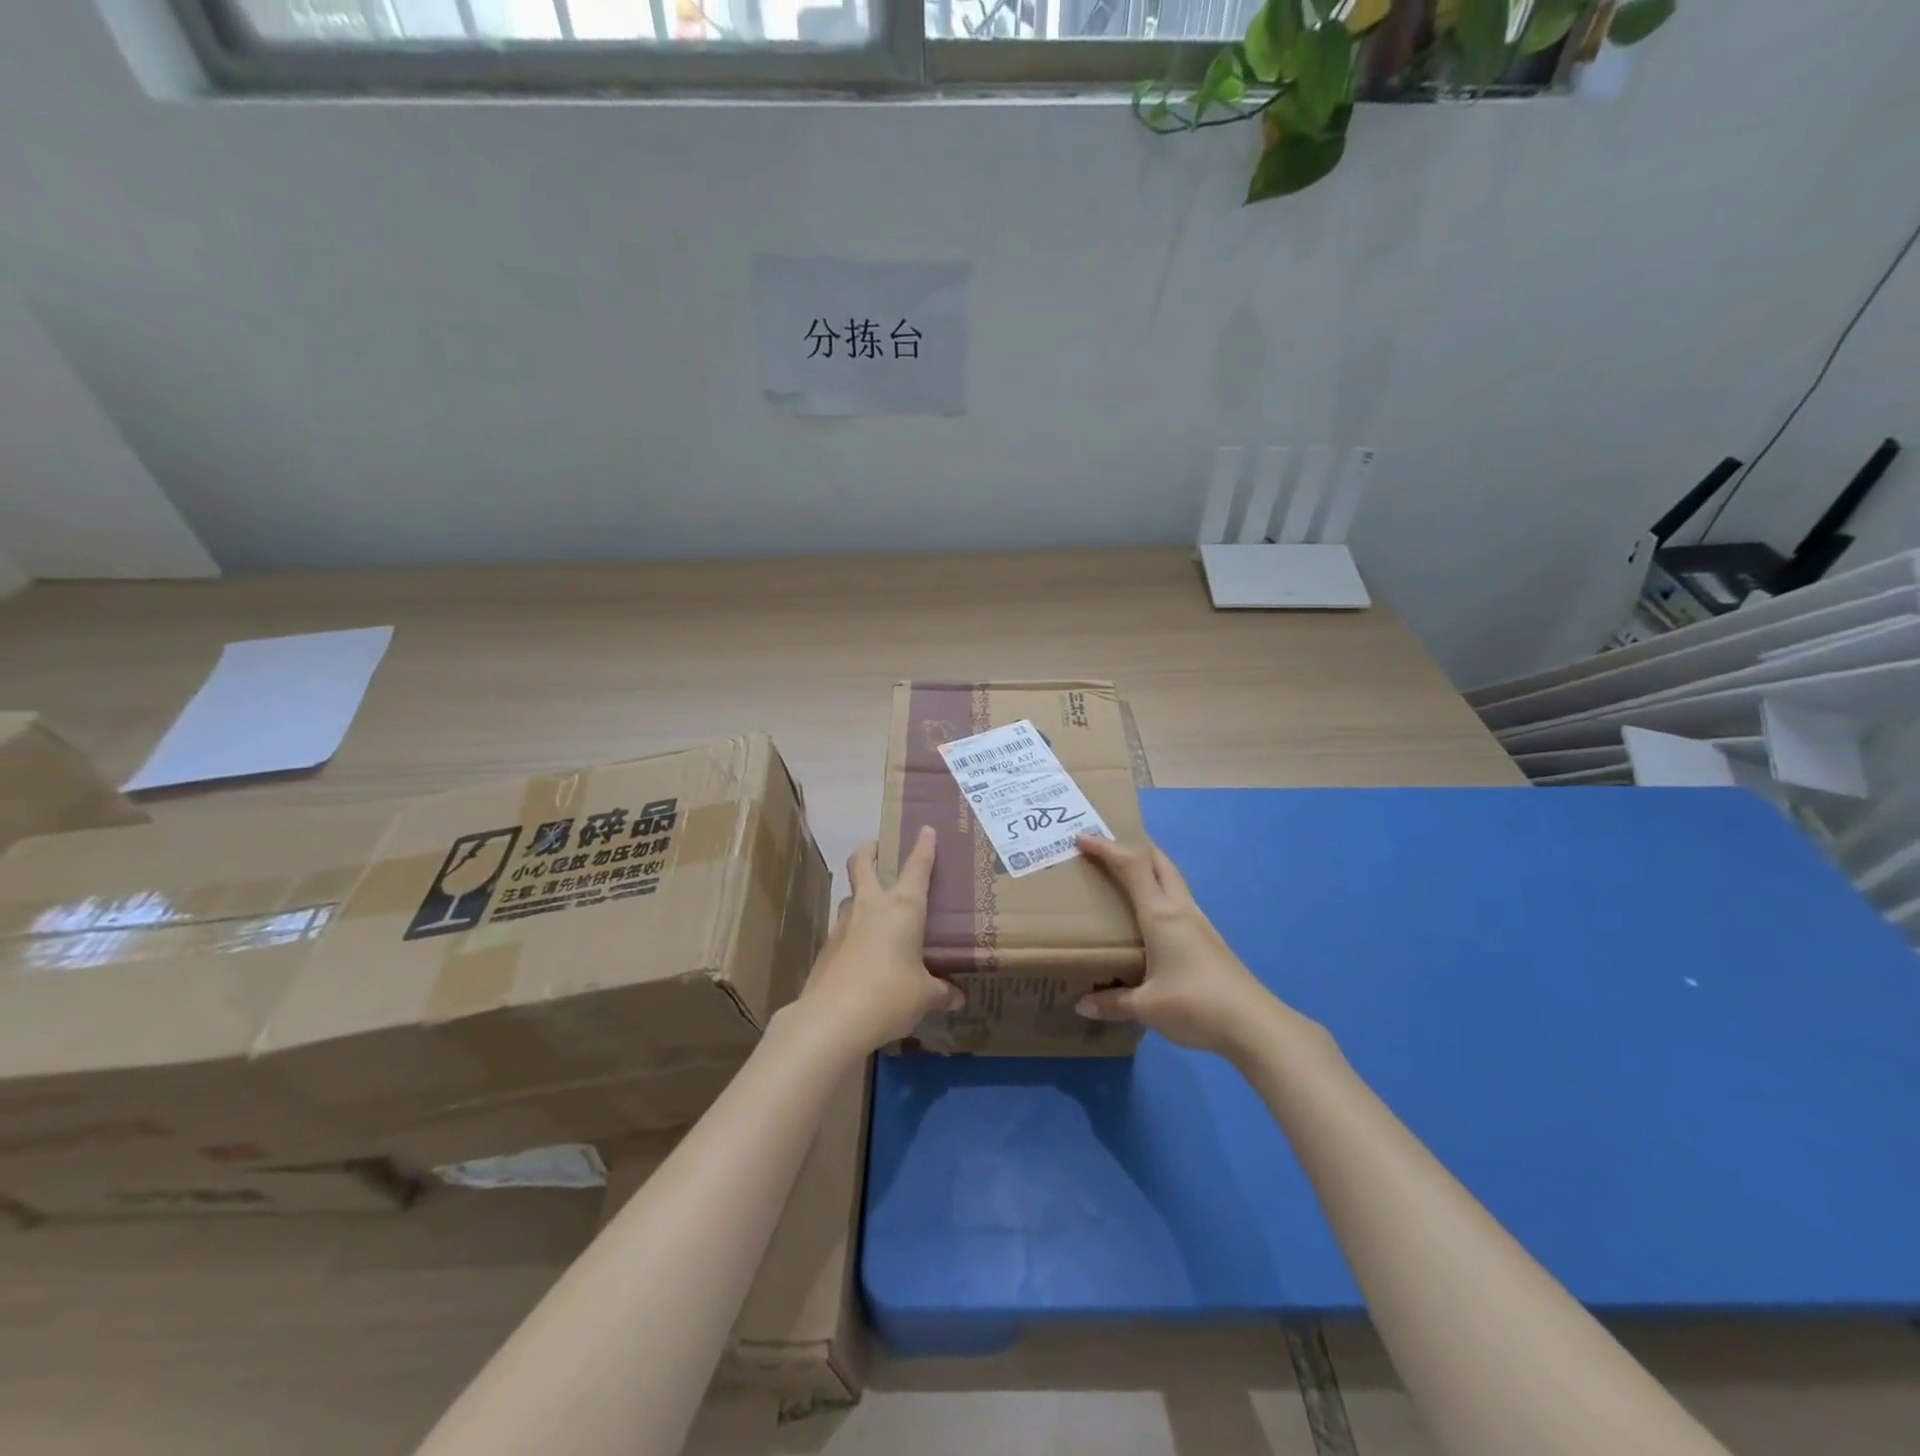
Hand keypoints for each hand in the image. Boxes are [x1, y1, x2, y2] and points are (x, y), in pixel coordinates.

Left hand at [795, 827, 963, 1054]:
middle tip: (877, 847)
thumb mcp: (924, 996)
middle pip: (862, 863)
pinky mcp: (826, 948)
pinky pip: (843, 929)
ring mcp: (843, 925)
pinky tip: (861, 952)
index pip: (917, 868)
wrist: (832, 1018)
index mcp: (903, 907)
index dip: (923, 847)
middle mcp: (871, 906)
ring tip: (872, 907)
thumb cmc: (889, 995)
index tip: (926, 829)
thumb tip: (956, 997)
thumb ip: (940, 992)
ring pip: (849, 896)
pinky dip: (852, 932)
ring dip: (858, 894)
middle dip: (870, 850)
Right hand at [1073, 832, 1280, 1058]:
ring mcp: (1199, 923)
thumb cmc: (1196, 1005)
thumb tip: (1082, 1005)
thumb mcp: (1147, 1007)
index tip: (1082, 837)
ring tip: (1125, 876)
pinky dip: (1160, 892)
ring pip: (1172, 880)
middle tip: (1106, 847)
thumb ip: (1112, 1003)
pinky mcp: (1209, 940)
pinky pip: (1178, 901)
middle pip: (1158, 862)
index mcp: (1161, 916)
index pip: (1132, 866)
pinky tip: (1152, 916)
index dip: (1107, 848)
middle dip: (1133, 846)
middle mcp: (1181, 910)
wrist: (1254, 1025)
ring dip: (1149, 868)